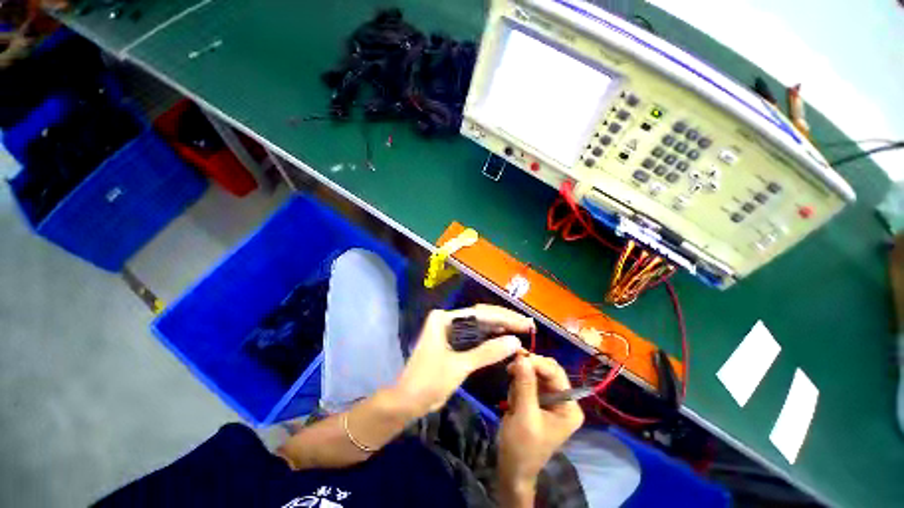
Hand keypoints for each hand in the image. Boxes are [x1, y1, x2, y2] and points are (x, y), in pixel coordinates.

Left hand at [395, 304, 533, 416]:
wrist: (406, 402)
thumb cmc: (428, 382)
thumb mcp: (459, 367)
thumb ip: (487, 353)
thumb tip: (516, 341)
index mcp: (445, 319)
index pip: (480, 314)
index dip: (505, 318)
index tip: (525, 324)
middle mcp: (448, 319)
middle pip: (480, 316)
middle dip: (504, 320)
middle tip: (527, 325)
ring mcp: (450, 330)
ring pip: (479, 326)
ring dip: (499, 328)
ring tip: (521, 330)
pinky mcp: (453, 341)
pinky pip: (475, 336)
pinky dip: (490, 338)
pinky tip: (504, 339)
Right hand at [498, 355, 583, 504]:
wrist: (512, 468)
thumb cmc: (522, 447)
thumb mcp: (525, 416)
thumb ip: (525, 385)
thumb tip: (522, 357)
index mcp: (569, 407)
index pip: (556, 373)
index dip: (537, 363)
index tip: (517, 358)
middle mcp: (563, 400)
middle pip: (547, 370)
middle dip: (528, 369)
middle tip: (510, 369)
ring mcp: (550, 399)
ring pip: (535, 372)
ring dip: (521, 378)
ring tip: (513, 397)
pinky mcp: (537, 399)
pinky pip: (527, 380)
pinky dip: (517, 384)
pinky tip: (513, 400)